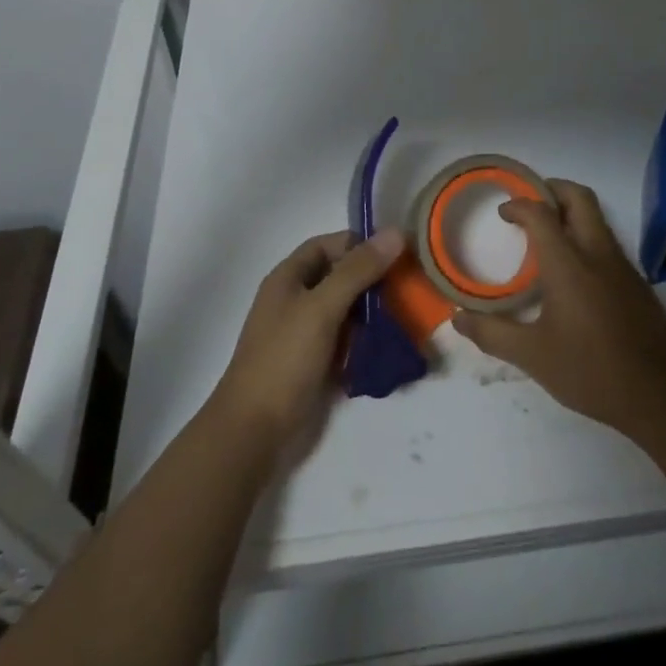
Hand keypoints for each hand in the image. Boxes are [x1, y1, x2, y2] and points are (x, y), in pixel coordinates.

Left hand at [211, 227, 403, 451]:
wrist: (254, 432)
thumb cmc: (284, 360)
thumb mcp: (322, 308)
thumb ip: (357, 271)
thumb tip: (394, 233)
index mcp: (289, 278)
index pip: (329, 245)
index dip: (360, 244)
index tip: (397, 254)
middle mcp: (297, 300)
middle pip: (341, 277)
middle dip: (374, 280)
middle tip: (410, 287)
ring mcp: (306, 333)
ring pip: (348, 310)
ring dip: (375, 312)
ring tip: (408, 317)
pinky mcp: (316, 363)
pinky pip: (348, 341)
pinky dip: (367, 340)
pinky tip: (391, 346)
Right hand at [452, 179, 665, 438]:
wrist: (660, 395)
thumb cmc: (590, 371)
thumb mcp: (533, 356)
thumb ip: (492, 334)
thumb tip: (458, 318)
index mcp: (568, 263)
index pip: (541, 213)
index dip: (519, 205)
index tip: (504, 213)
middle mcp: (597, 253)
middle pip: (578, 198)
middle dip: (552, 189)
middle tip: (530, 203)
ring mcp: (622, 265)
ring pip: (597, 218)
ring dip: (571, 213)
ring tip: (547, 236)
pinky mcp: (637, 282)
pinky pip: (608, 243)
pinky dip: (586, 238)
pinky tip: (574, 274)